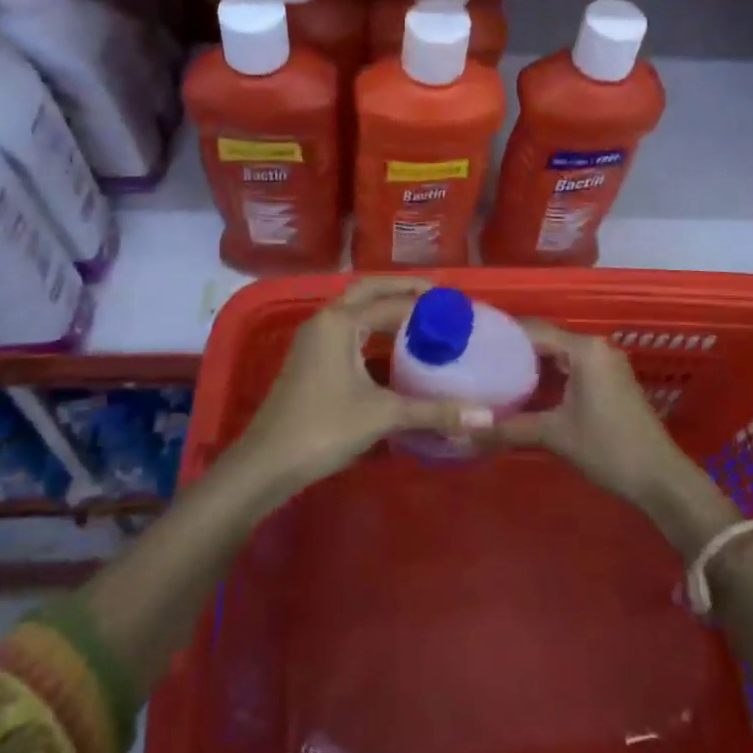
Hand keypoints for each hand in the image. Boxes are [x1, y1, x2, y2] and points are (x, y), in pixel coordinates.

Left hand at [228, 277, 493, 500]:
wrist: (266, 463)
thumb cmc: (323, 429)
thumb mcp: (383, 416)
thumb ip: (434, 412)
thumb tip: (486, 418)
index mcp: (340, 321)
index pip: (393, 303)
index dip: (427, 305)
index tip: (459, 308)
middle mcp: (326, 320)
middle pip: (369, 290)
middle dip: (402, 289)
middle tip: (438, 297)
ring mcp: (314, 338)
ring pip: (354, 308)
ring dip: (384, 306)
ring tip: (420, 316)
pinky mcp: (311, 358)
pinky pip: (347, 327)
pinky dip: (371, 326)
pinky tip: (391, 346)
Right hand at [491, 322, 738, 554]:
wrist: (660, 478)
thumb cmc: (608, 448)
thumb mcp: (555, 435)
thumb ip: (510, 428)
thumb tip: (467, 430)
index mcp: (584, 349)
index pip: (533, 330)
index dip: (502, 336)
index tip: (472, 344)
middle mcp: (595, 347)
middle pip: (545, 339)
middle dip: (513, 350)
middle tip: (479, 361)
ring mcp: (606, 363)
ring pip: (558, 354)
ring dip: (530, 364)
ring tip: (494, 374)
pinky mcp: (610, 380)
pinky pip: (571, 366)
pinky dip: (549, 375)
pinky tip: (526, 390)